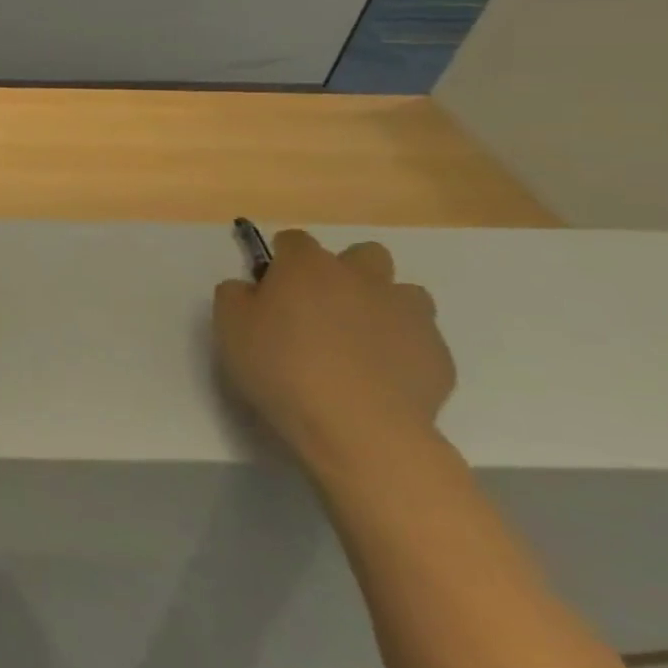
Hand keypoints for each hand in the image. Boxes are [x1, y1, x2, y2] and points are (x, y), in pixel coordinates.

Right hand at [213, 229, 454, 477]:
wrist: (358, 426)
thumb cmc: (281, 367)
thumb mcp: (229, 326)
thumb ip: (235, 295)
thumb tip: (249, 288)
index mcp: (308, 266)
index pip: (294, 241)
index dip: (281, 260)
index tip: (271, 289)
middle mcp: (362, 277)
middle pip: (362, 254)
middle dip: (345, 272)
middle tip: (321, 309)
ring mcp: (408, 313)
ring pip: (403, 293)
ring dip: (382, 306)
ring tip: (359, 342)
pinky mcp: (438, 353)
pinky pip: (419, 338)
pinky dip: (401, 348)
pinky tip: (380, 377)